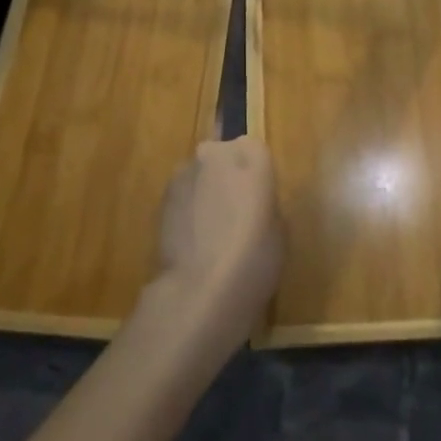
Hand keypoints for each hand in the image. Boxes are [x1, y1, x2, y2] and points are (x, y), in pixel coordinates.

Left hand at [147, 137, 281, 356]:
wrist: (200, 289)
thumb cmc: (254, 257)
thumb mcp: (280, 230)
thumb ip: (266, 203)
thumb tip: (253, 204)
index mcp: (251, 154)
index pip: (256, 151)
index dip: (257, 176)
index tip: (259, 201)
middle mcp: (215, 153)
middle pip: (223, 157)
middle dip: (228, 177)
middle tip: (236, 213)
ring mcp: (183, 174)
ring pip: (200, 176)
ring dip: (205, 193)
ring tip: (212, 231)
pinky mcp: (160, 198)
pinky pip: (182, 197)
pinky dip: (188, 210)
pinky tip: (194, 240)